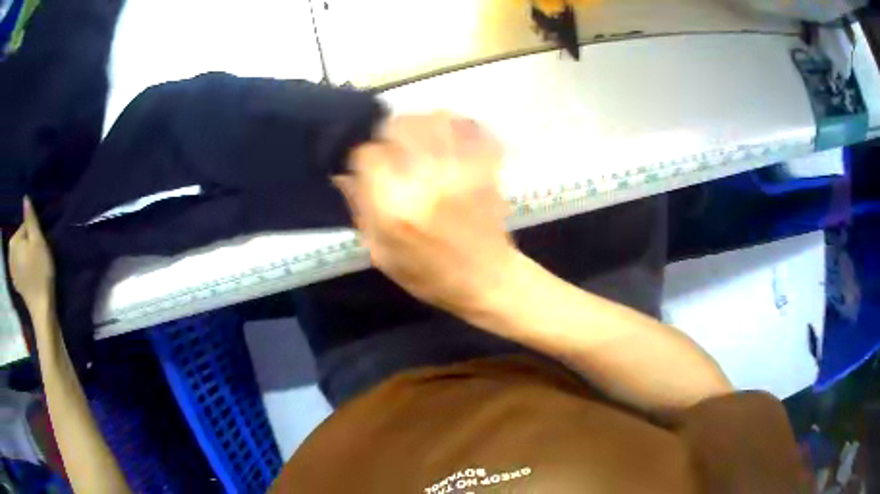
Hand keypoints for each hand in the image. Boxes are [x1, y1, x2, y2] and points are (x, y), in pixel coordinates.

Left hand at [8, 197, 54, 312]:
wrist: (41, 309)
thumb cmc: (40, 272)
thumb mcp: (38, 241)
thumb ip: (30, 219)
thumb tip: (25, 198)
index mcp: (13, 241)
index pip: (24, 228)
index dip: (34, 235)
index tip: (40, 247)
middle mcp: (10, 254)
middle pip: (21, 241)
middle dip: (29, 246)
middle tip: (38, 257)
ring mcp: (12, 272)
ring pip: (20, 255)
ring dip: (26, 257)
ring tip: (35, 268)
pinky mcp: (16, 284)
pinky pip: (19, 269)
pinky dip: (24, 270)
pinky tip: (30, 278)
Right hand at [334, 113, 515, 316]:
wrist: (489, 279)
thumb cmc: (431, 276)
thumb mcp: (382, 254)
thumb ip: (361, 210)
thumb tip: (343, 175)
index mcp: (395, 208)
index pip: (367, 154)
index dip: (364, 157)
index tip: (369, 166)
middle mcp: (426, 180)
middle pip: (399, 126)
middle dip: (390, 134)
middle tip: (393, 148)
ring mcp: (461, 169)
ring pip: (433, 118)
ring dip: (421, 124)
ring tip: (420, 140)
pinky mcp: (486, 166)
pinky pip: (470, 126)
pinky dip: (456, 124)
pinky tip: (449, 136)